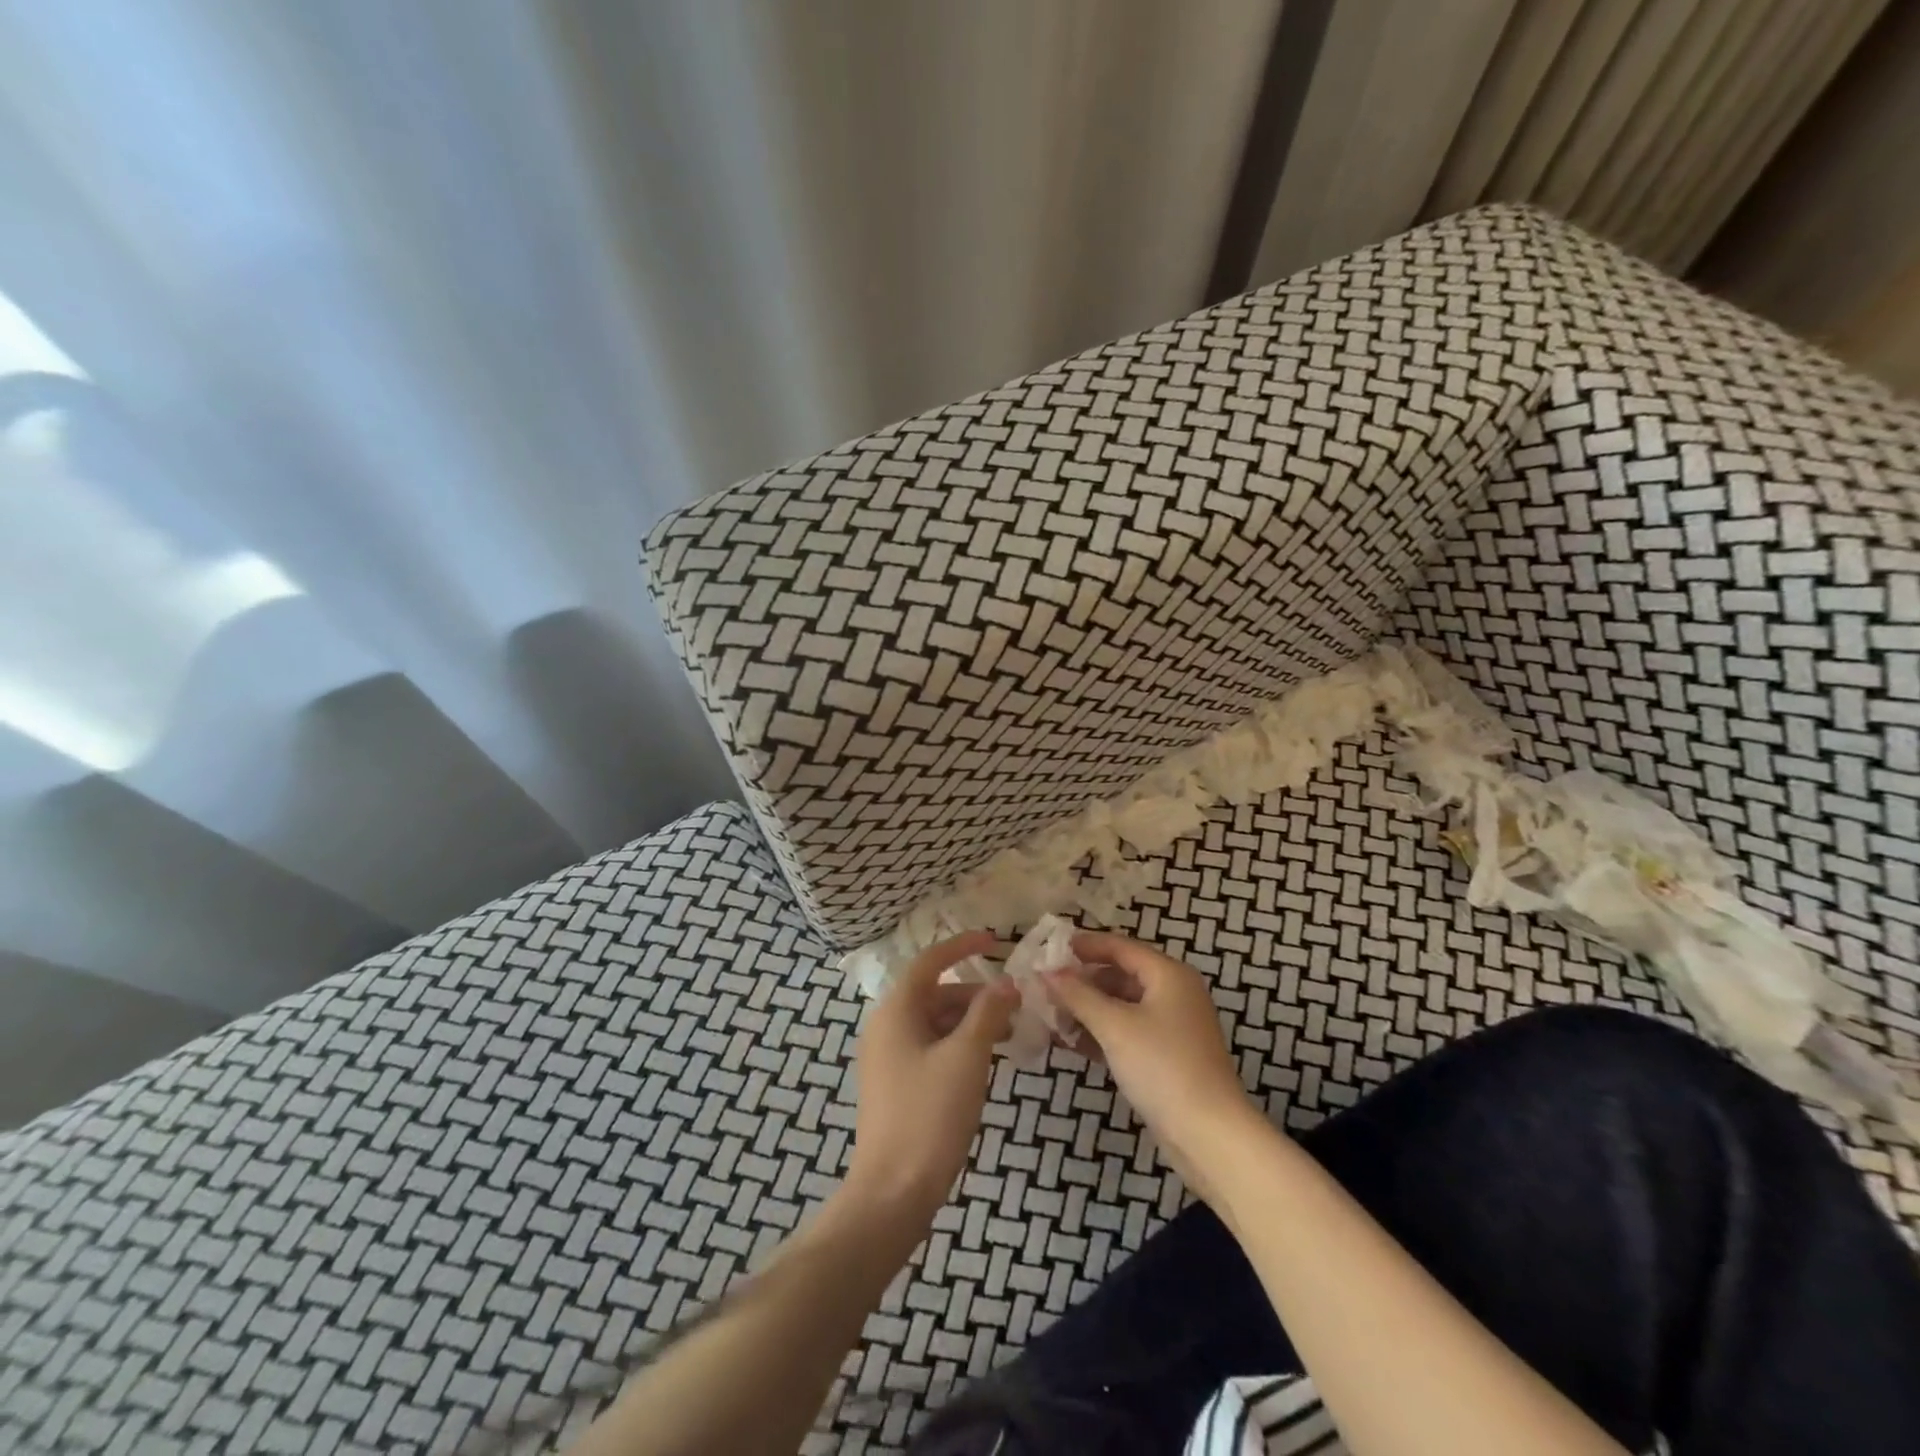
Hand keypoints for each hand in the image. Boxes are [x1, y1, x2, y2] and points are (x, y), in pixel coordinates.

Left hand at [845, 931, 1017, 1228]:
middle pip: (935, 994)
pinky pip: (931, 1049)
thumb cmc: (929, 1115)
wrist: (893, 1193)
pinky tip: (986, 1062)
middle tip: (1016, 1004)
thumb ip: (987, 1013)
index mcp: (896, 1011)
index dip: (962, 946)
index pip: (930, 962)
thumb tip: (1006, 983)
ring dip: (970, 1022)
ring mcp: (888, 1059)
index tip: (996, 941)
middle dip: (975, 994)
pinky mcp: (896, 1086)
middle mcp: (886, 1027)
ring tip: (1009, 1033)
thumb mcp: (966, 1057)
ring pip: (935, 1024)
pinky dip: (959, 1046)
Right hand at [1046, 931, 1264, 1201]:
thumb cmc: (1161, 1066)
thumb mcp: (1114, 1026)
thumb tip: (1047, 972)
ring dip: (1090, 1009)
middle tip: (1046, 988)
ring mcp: (1173, 1025)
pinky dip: (1104, 1032)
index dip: (1085, 945)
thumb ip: (1078, 995)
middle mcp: (1174, 992)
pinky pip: (1130, 1031)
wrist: (1208, 1134)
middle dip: (1083, 981)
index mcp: (1168, 974)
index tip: (1050, 950)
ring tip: (1053, 1017)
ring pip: (1123, 1005)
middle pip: (1121, 974)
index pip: (1119, 946)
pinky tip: (1075, 1044)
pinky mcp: (1169, 1055)